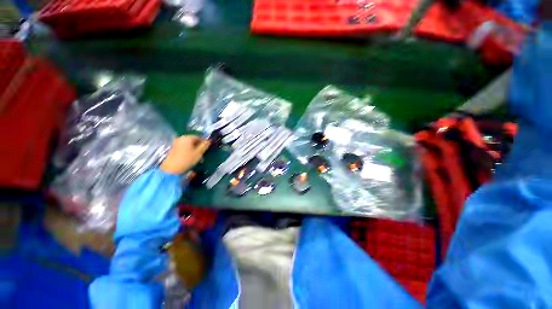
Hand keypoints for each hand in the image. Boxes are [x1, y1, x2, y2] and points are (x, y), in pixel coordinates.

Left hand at [160, 135, 209, 174]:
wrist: (171, 169)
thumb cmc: (187, 159)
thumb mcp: (199, 153)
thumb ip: (205, 145)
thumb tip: (209, 141)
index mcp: (188, 137)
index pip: (199, 137)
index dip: (204, 141)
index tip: (208, 147)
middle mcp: (181, 137)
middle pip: (193, 139)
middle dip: (198, 144)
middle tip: (203, 151)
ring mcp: (176, 142)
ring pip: (188, 143)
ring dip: (193, 147)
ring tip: (197, 153)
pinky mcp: (173, 147)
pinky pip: (183, 146)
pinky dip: (188, 149)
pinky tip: (190, 155)